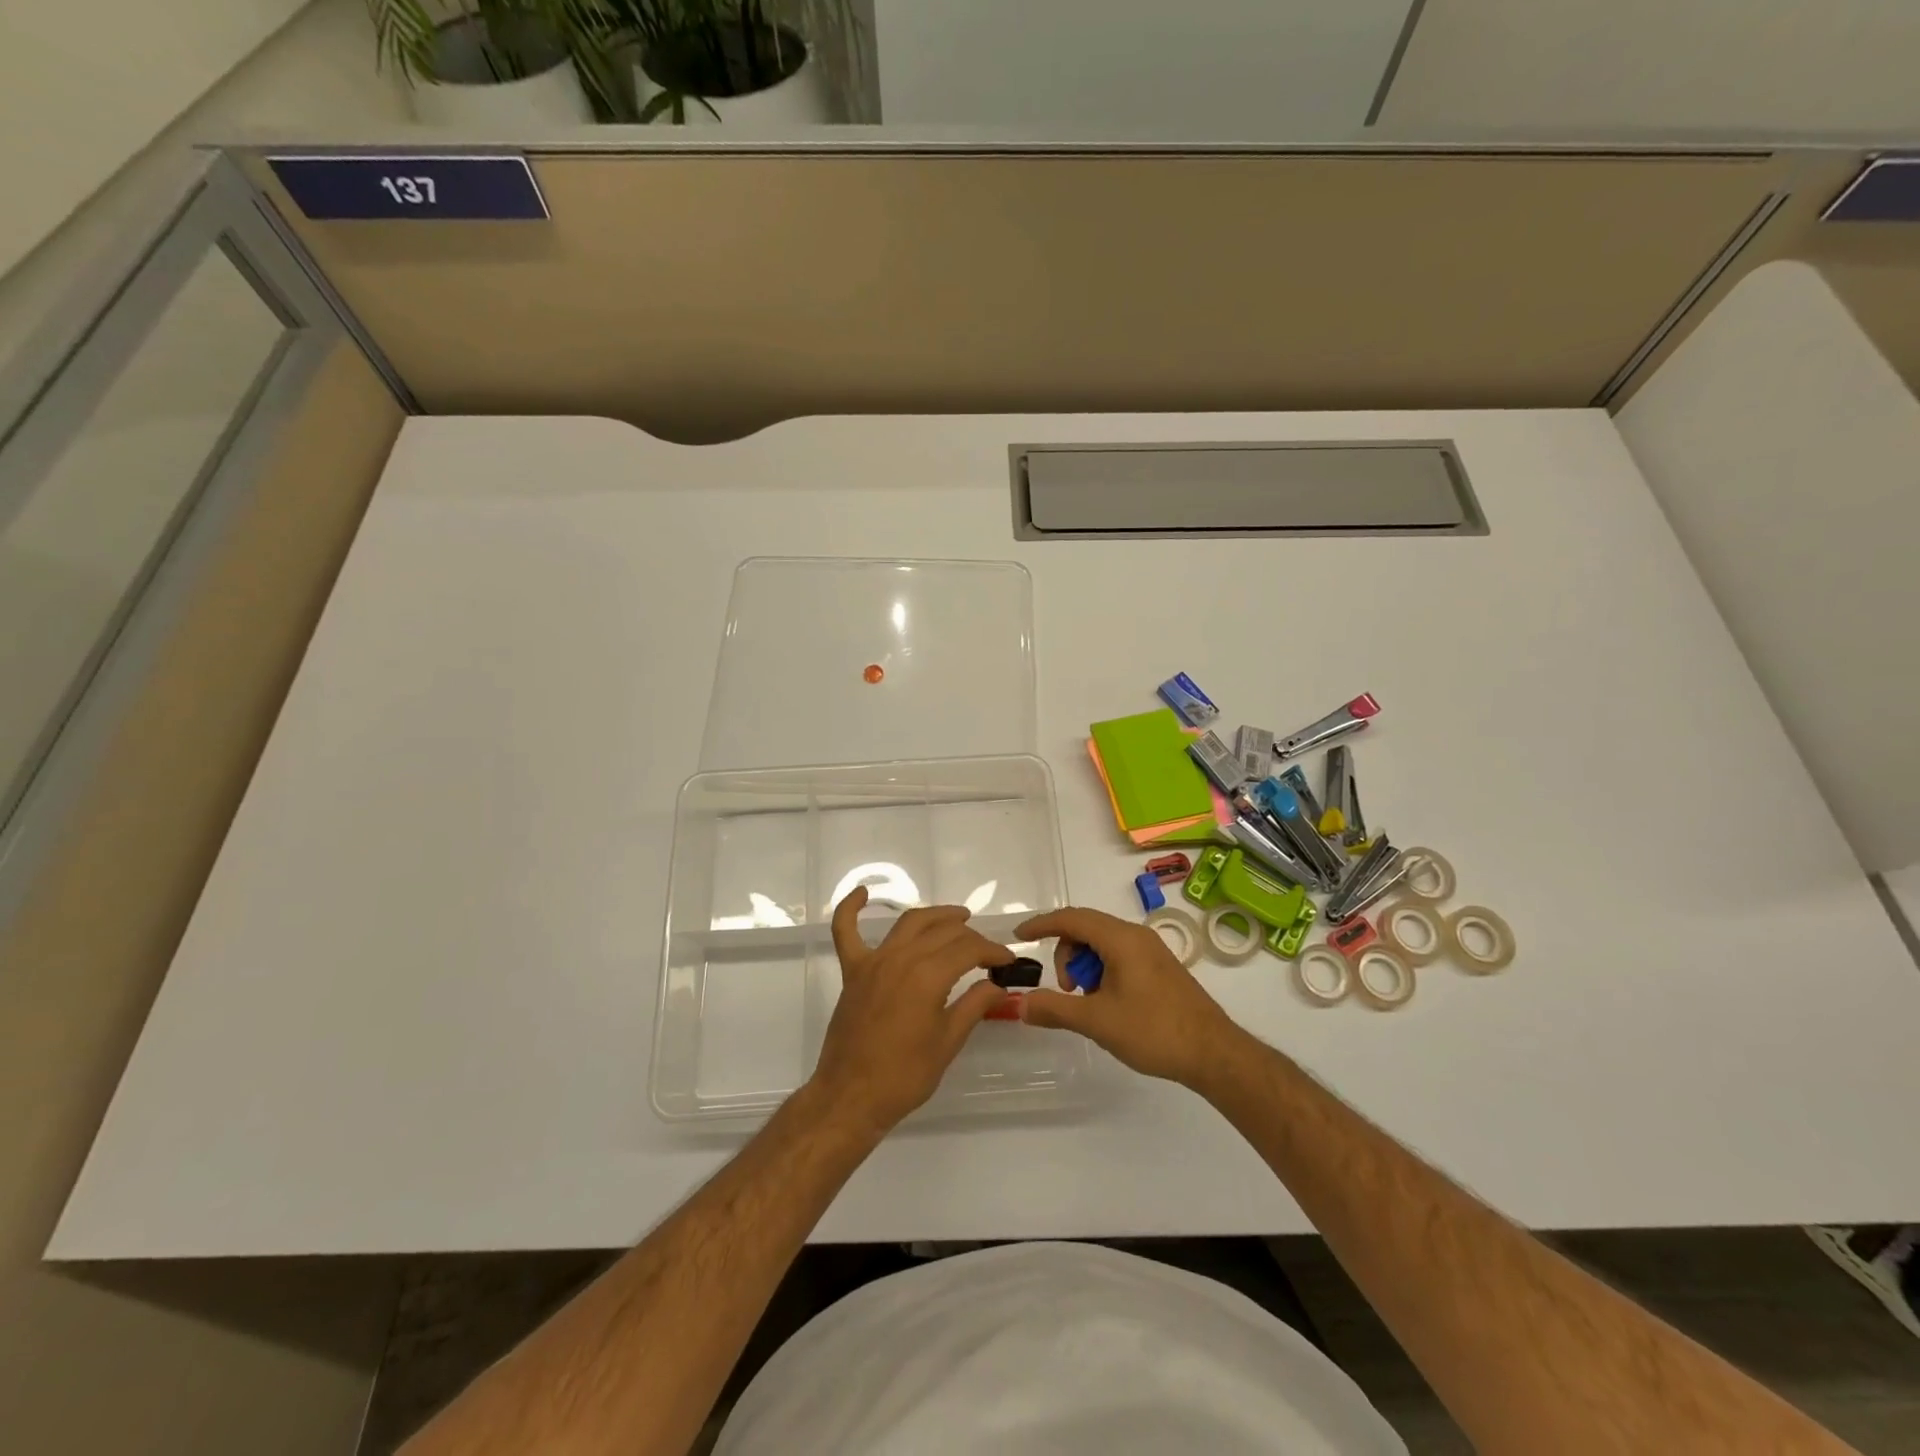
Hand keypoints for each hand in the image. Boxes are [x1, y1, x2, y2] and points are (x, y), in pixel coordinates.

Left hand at [807, 887, 1016, 1135]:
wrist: (851, 1097)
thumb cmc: (905, 1076)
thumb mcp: (948, 1042)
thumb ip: (974, 1006)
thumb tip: (998, 985)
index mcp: (928, 976)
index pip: (969, 949)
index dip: (992, 951)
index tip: (1007, 961)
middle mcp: (901, 958)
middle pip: (943, 932)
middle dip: (971, 937)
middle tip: (987, 952)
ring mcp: (874, 961)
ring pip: (908, 922)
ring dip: (935, 915)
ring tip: (957, 917)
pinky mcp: (852, 971)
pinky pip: (845, 931)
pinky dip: (851, 908)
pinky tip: (863, 893)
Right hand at [1016, 906, 1244, 1087]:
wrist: (1214, 1053)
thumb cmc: (1153, 1030)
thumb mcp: (1097, 1021)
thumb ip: (1055, 1009)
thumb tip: (1021, 1004)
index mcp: (1120, 939)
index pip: (1071, 918)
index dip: (1041, 924)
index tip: (1018, 937)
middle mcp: (1136, 935)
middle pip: (1086, 929)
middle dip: (1066, 954)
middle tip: (1067, 991)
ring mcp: (1151, 950)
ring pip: (1103, 944)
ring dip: (1085, 966)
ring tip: (1089, 1003)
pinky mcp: (1160, 968)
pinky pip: (1119, 956)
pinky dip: (1103, 972)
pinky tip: (1108, 1004)